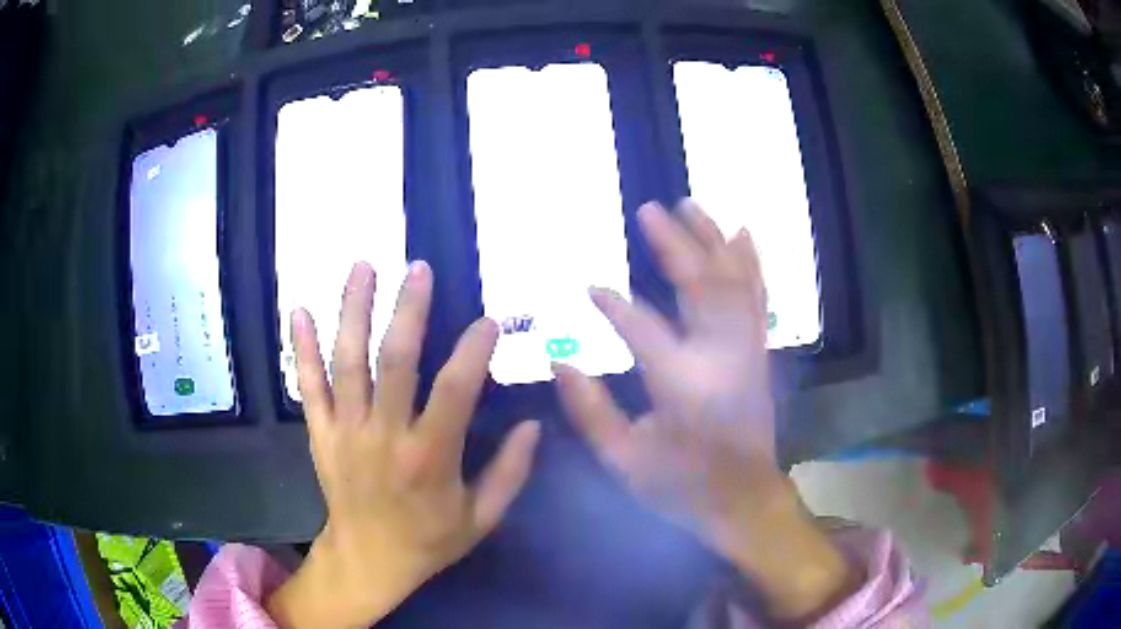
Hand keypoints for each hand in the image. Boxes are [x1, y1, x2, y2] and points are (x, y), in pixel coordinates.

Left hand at [268, 261, 540, 628]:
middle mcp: (384, 436)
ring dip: (354, 311)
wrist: (367, 560)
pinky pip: (309, 386)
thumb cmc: (428, 541)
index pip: (455, 391)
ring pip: (348, 362)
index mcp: (430, 458)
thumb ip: (510, 473)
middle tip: (419, 268)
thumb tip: (534, 425)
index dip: (474, 350)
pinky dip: (303, 348)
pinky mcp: (320, 434)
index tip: (490, 320)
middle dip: (408, 310)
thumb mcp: (482, 519)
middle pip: (395, 362)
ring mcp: (346, 431)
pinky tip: (300, 310)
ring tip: (363, 266)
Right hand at [554, 200, 852, 621]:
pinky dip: (750, 261)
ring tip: (690, 205)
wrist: (744, 500)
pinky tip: (741, 232)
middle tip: (650, 210)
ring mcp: (746, 351)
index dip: (614, 305)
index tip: (590, 287)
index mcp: (682, 387)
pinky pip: (757, 296)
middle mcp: (720, 358)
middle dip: (675, 245)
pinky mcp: (757, 353)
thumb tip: (561, 361)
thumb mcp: (623, 461)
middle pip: (701, 288)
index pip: (643, 330)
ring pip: (734, 282)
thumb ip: (589, 411)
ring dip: (712, 240)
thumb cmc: (681, 485)